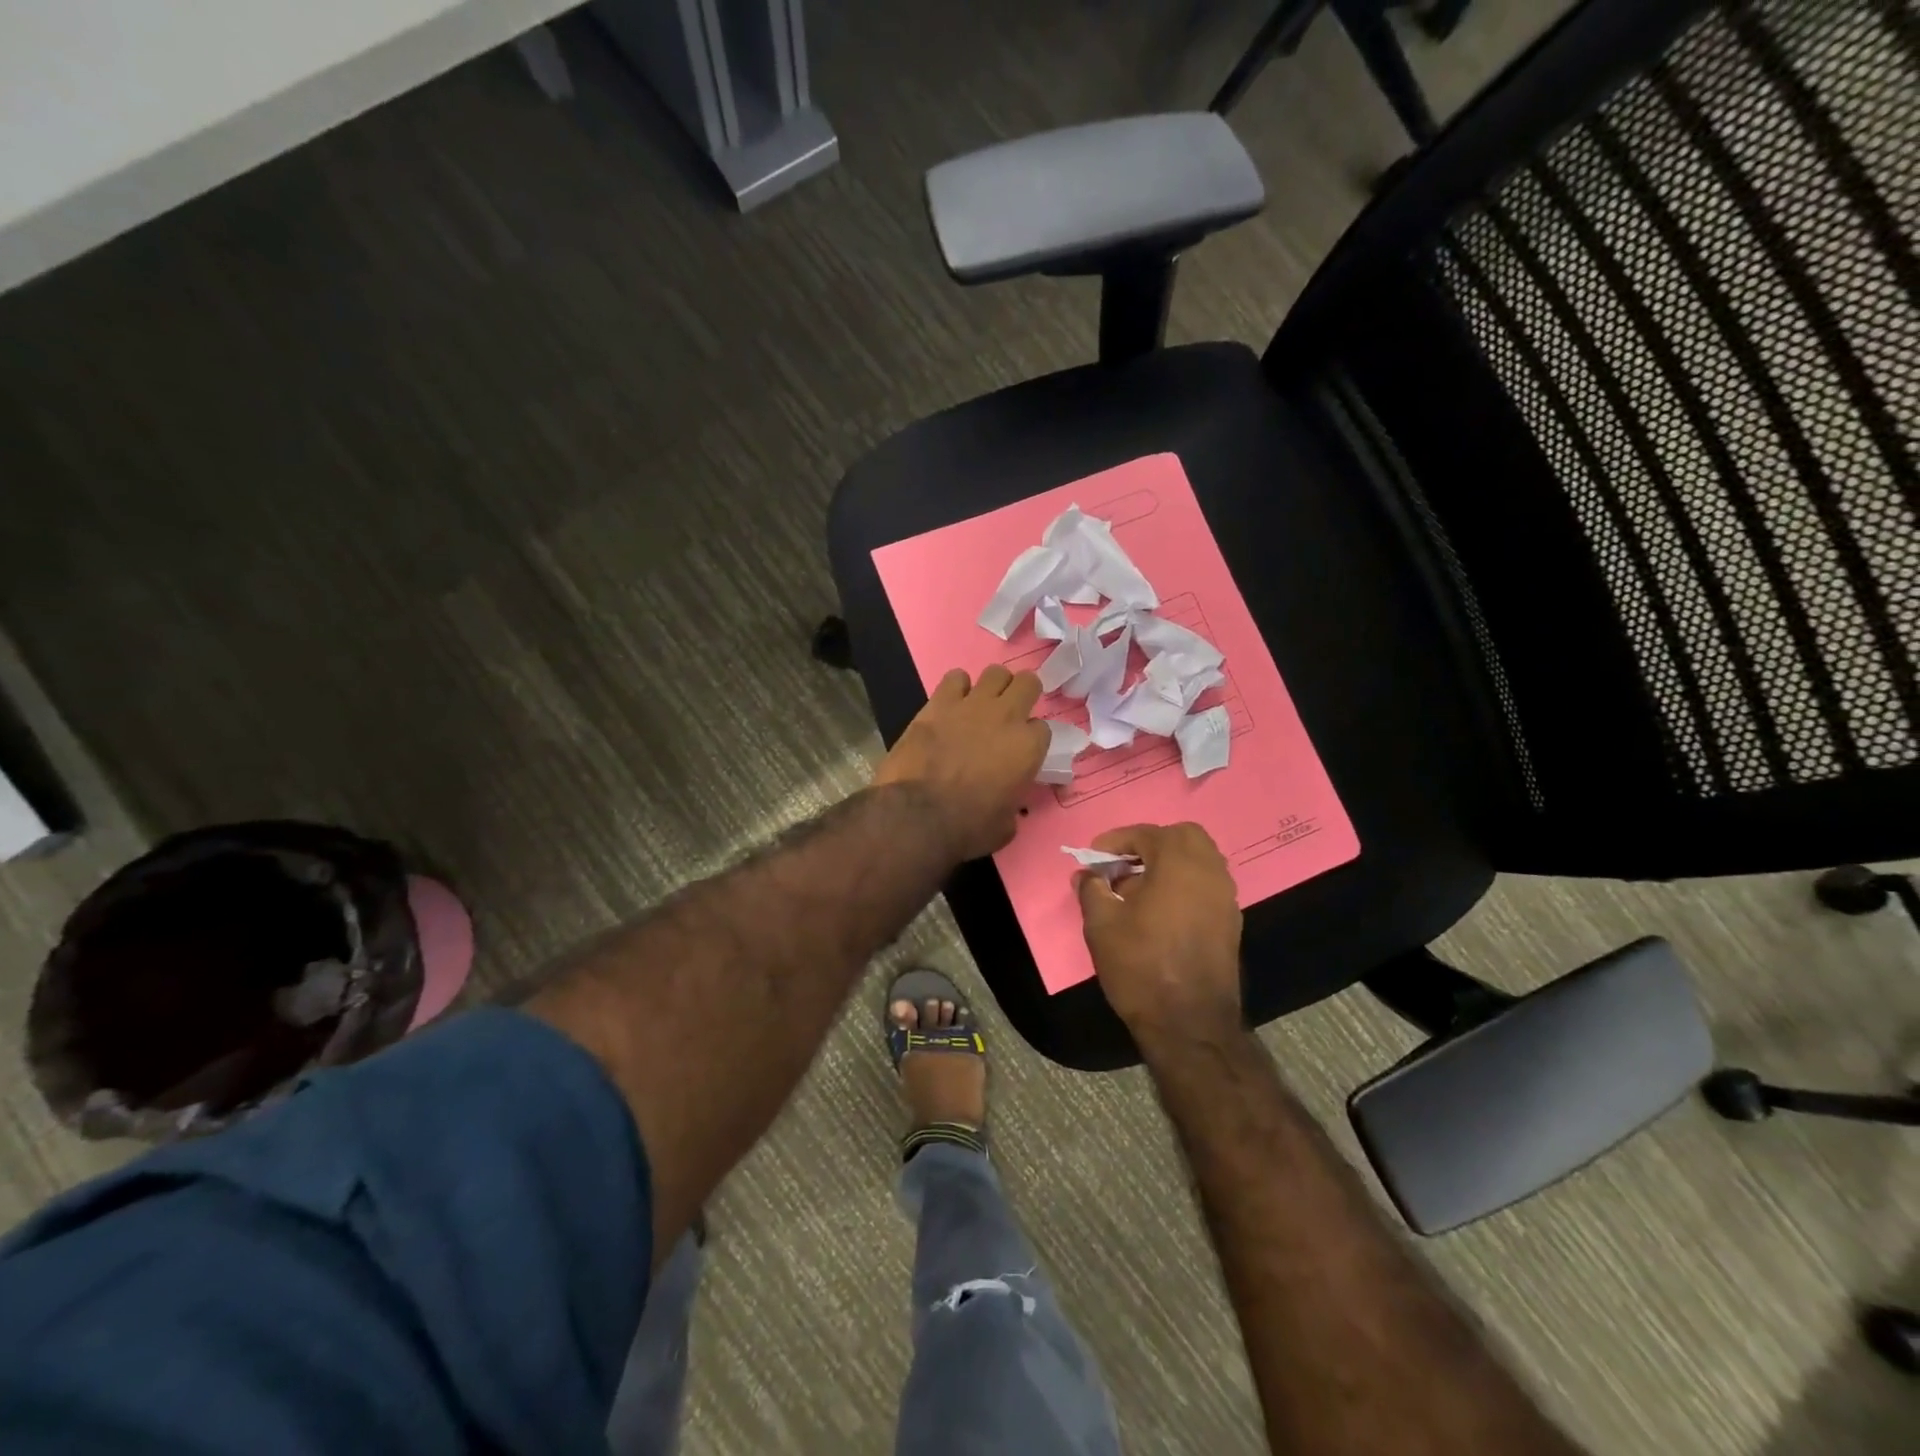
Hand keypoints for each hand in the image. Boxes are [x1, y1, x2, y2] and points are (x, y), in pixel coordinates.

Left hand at [874, 665, 1049, 861]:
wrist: (918, 815)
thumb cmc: (968, 828)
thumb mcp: (1005, 825)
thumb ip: (1012, 803)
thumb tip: (1006, 803)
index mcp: (1028, 747)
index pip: (1043, 728)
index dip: (1032, 739)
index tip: (1021, 750)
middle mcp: (1006, 717)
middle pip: (1028, 684)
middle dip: (1023, 695)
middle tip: (1011, 712)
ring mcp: (972, 705)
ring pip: (995, 673)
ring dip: (993, 687)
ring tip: (982, 703)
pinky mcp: (938, 703)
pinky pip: (955, 678)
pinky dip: (956, 688)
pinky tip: (951, 703)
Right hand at [1076, 823, 1242, 1042]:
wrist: (1189, 1023)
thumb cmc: (1141, 965)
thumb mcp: (1101, 924)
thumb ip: (1092, 889)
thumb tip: (1088, 875)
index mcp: (1179, 862)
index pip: (1146, 834)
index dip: (1116, 840)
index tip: (1095, 857)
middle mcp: (1210, 871)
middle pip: (1184, 837)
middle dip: (1151, 843)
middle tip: (1124, 863)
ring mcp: (1225, 898)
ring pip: (1200, 861)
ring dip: (1170, 863)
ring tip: (1138, 888)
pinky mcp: (1230, 923)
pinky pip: (1206, 886)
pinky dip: (1184, 885)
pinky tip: (1159, 911)